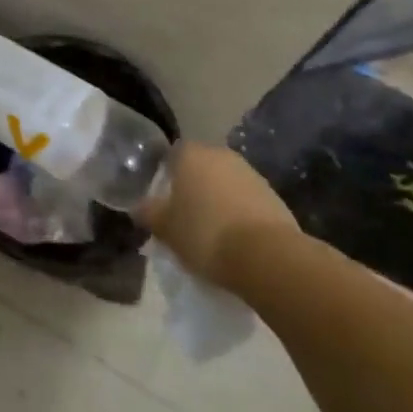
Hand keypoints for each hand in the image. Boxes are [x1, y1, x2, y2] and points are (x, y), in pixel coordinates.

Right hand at [139, 141, 297, 286]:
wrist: (266, 256)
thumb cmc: (204, 233)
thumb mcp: (166, 228)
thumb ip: (149, 213)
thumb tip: (138, 207)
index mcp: (191, 154)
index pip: (173, 154)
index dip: (167, 175)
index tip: (164, 199)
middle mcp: (221, 155)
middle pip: (201, 167)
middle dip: (194, 187)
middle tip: (186, 216)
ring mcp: (251, 174)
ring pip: (226, 183)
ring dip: (219, 200)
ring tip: (212, 231)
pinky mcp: (274, 197)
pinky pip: (247, 201)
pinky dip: (239, 214)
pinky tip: (236, 239)